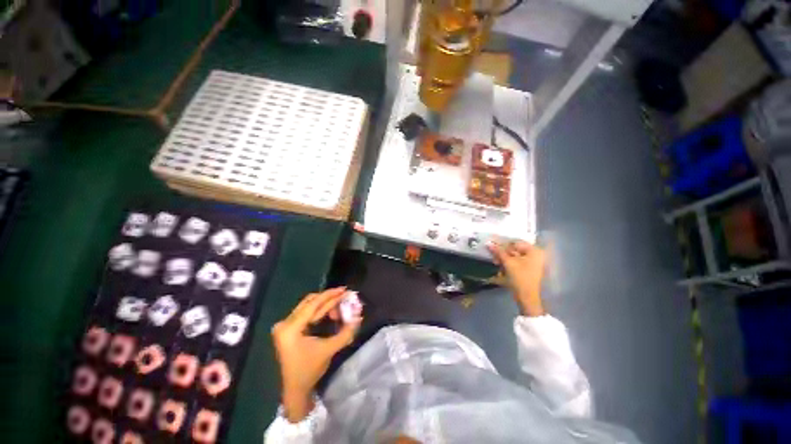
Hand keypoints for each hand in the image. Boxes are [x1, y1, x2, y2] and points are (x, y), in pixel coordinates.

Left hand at [272, 287, 361, 421]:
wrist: (295, 390)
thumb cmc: (309, 370)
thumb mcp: (329, 349)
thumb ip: (346, 332)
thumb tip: (359, 316)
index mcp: (291, 328)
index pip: (313, 305)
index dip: (330, 295)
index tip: (344, 289)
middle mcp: (284, 323)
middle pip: (310, 302)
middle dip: (329, 298)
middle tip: (344, 296)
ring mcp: (284, 326)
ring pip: (308, 306)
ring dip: (325, 304)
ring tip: (339, 306)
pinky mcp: (288, 329)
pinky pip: (306, 313)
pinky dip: (319, 311)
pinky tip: (330, 311)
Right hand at [488, 241, 546, 316]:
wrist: (527, 297)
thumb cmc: (520, 277)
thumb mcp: (508, 263)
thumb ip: (498, 251)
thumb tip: (488, 243)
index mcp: (534, 251)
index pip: (515, 242)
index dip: (503, 244)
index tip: (492, 247)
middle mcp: (535, 255)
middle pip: (515, 249)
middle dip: (503, 252)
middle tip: (493, 255)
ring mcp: (532, 263)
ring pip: (514, 256)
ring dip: (504, 258)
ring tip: (495, 261)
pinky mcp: (528, 269)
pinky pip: (516, 262)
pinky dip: (508, 263)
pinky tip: (500, 266)